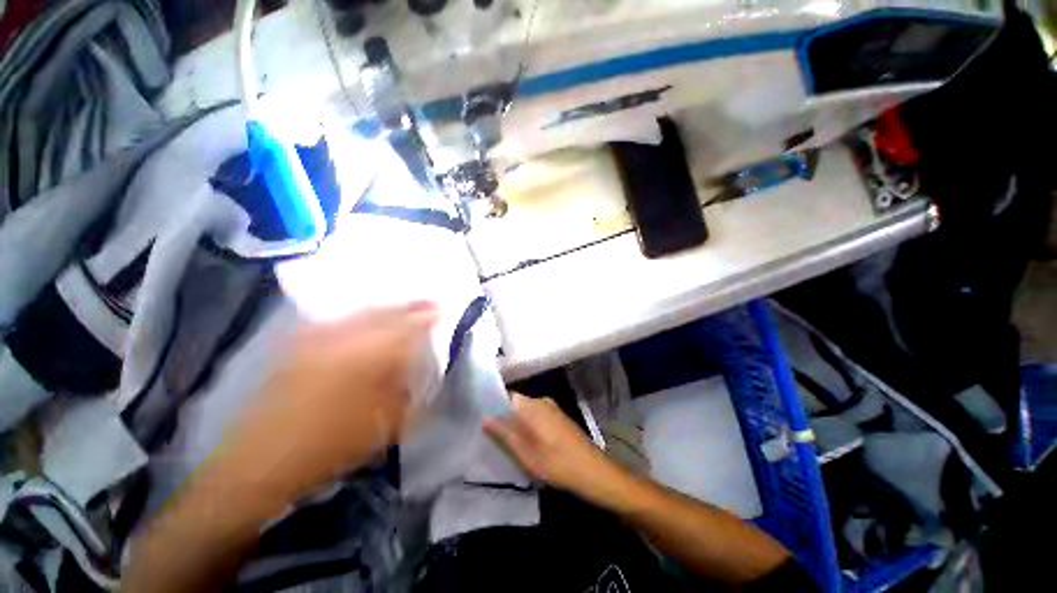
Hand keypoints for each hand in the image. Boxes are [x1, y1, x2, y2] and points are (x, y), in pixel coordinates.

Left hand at [213, 302, 437, 503]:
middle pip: (385, 313)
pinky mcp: (300, 345)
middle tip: (428, 301)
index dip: (427, 317)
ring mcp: (318, 339)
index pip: (408, 328)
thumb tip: (413, 366)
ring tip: (403, 306)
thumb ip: (404, 389)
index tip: (442, 309)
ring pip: (362, 313)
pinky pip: (339, 321)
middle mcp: (345, 339)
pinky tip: (366, 318)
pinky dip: (360, 316)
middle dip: (410, 306)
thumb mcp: (384, 423)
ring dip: (387, 308)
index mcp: (369, 357)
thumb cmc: (331, 445)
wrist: (261, 460)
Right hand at [484, 393, 622, 499]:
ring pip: (527, 412)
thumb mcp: (527, 454)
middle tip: (494, 438)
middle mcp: (542, 401)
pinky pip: (537, 417)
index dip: (495, 407)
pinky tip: (528, 445)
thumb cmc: (558, 464)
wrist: (594, 471)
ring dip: (518, 425)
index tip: (484, 422)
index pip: (507, 397)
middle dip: (506, 419)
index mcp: (533, 406)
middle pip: (517, 405)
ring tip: (508, 444)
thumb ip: (505, 434)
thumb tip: (485, 418)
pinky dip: (530, 427)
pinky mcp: (559, 418)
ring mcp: (553, 409)